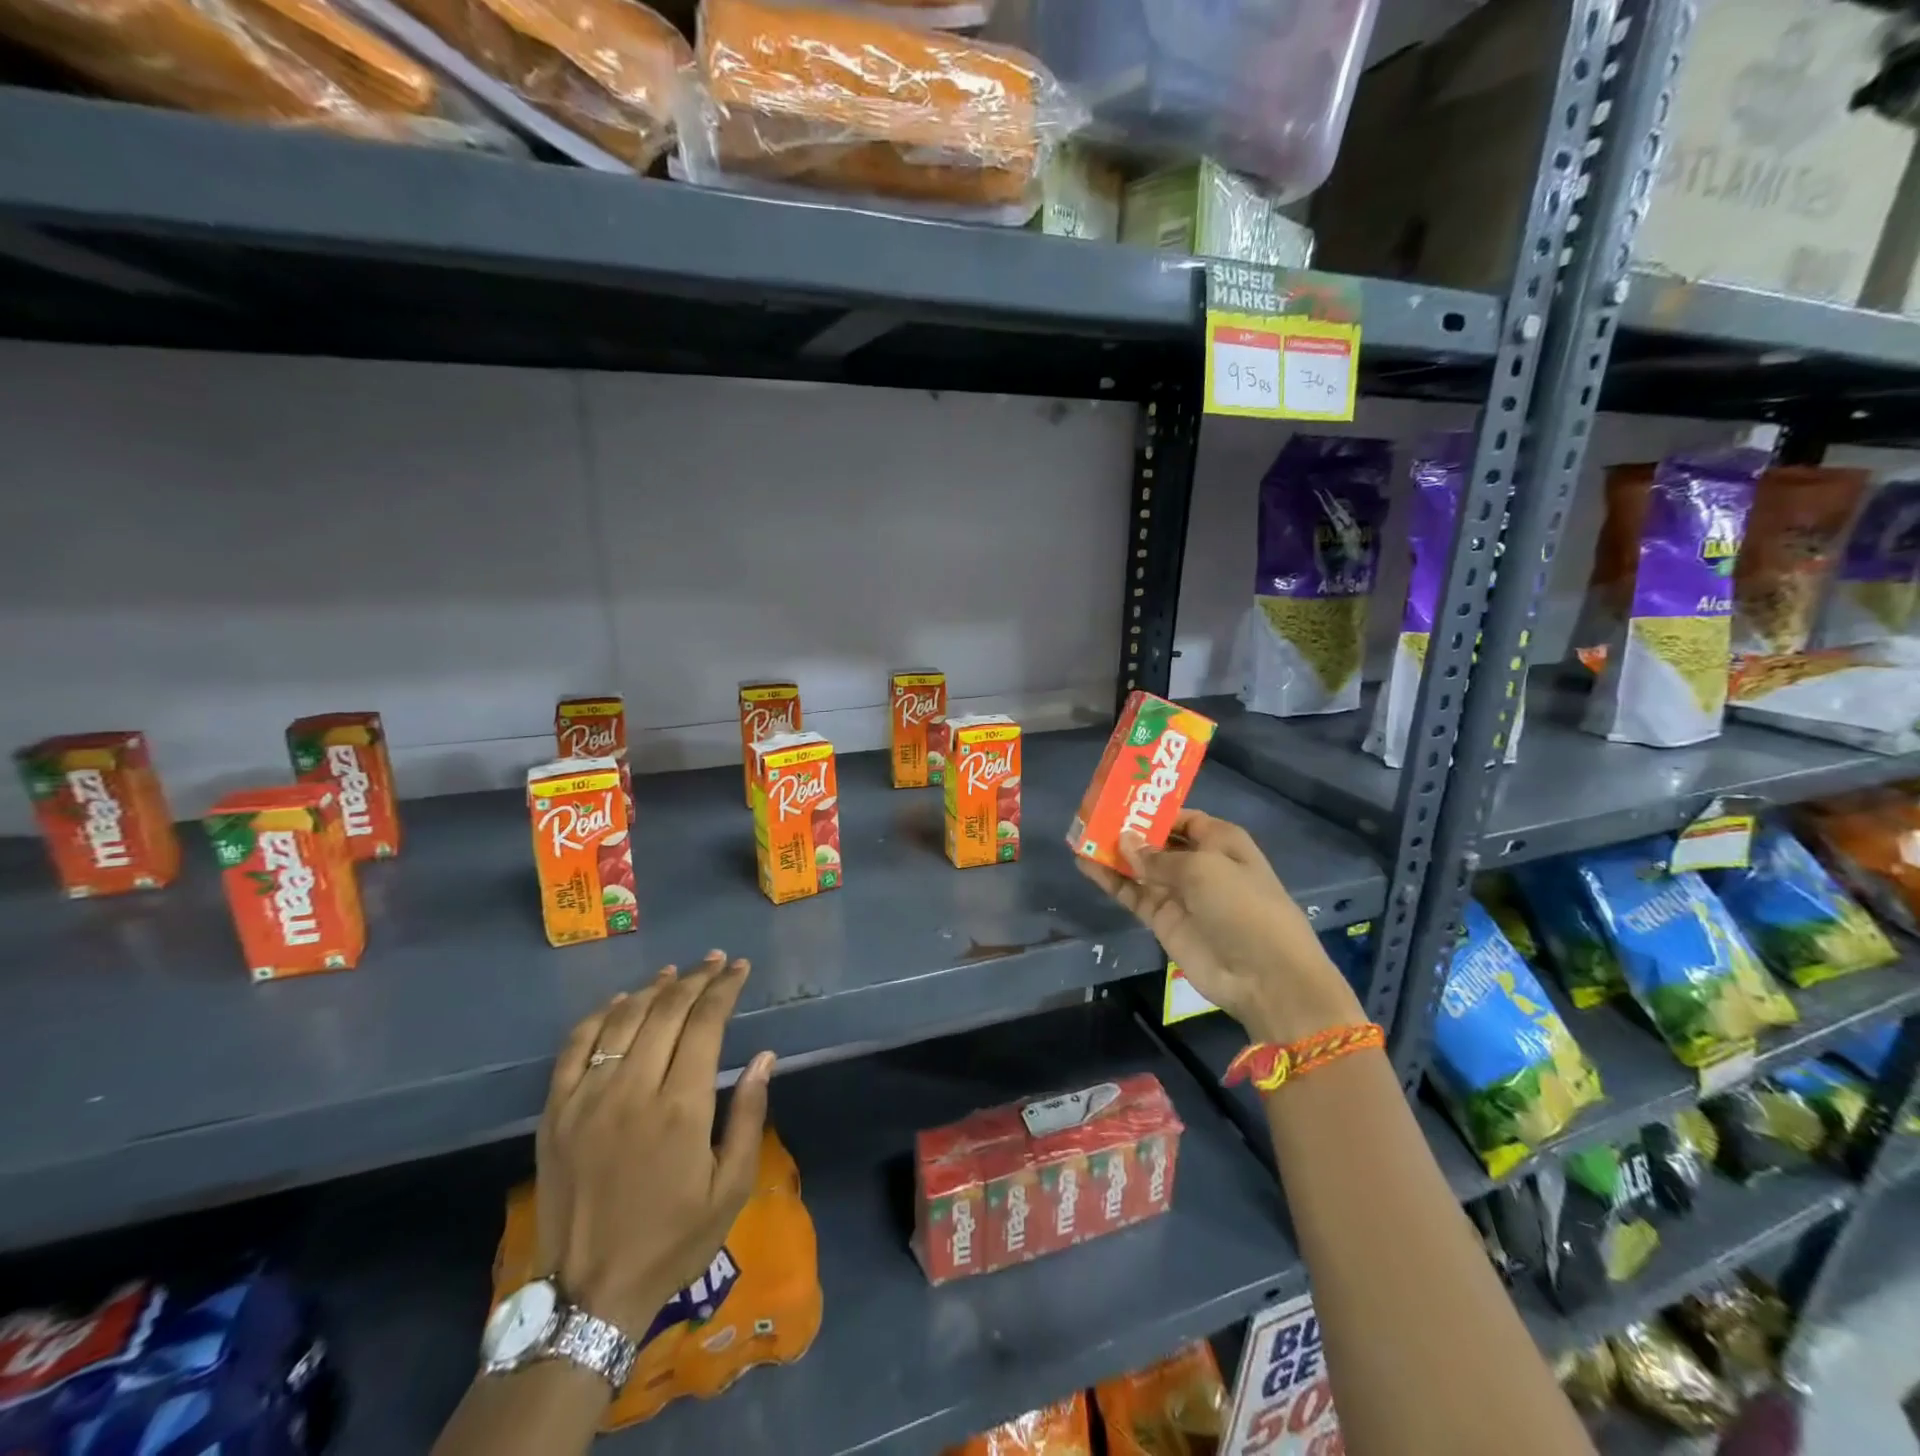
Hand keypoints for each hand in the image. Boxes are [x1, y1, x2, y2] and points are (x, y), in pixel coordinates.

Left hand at [533, 951, 775, 1335]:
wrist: (589, 1294)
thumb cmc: (673, 1240)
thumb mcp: (730, 1188)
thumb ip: (749, 1116)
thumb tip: (765, 1057)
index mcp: (681, 1107)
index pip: (706, 1023)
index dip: (724, 988)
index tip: (738, 968)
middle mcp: (633, 1089)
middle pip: (667, 1010)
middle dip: (696, 979)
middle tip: (715, 962)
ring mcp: (588, 1098)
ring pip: (624, 1019)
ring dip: (654, 988)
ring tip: (675, 972)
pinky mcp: (555, 1112)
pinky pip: (576, 1045)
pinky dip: (600, 1014)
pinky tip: (620, 1001)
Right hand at [1076, 810, 1364, 1045]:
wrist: (1263, 975)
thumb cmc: (1242, 906)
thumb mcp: (1203, 869)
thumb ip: (1157, 856)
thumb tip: (1124, 840)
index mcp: (1220, 841)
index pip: (1183, 818)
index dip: (1154, 810)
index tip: (1121, 800)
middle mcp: (1199, 863)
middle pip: (1157, 841)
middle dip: (1129, 829)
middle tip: (1092, 815)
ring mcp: (1179, 893)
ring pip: (1139, 867)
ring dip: (1113, 853)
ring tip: (1080, 836)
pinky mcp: (1162, 919)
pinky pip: (1132, 893)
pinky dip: (1110, 880)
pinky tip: (1084, 865)